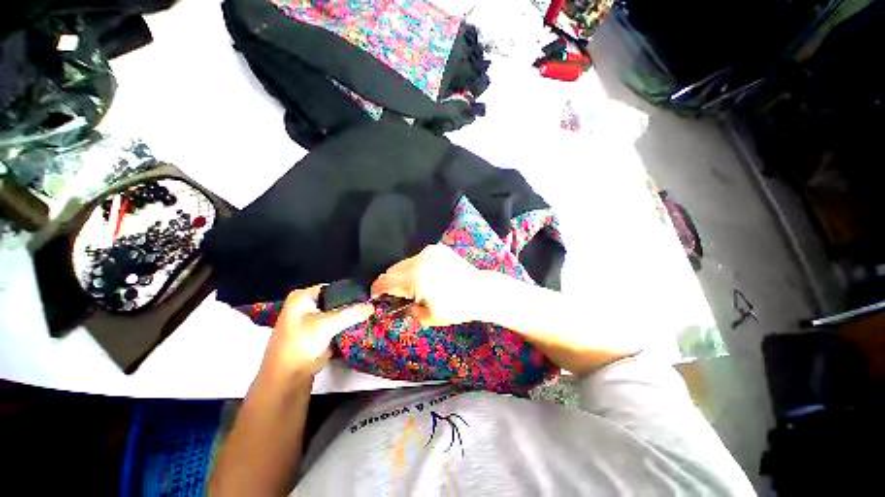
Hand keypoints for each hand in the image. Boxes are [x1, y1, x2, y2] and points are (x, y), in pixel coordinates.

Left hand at [259, 285, 372, 386]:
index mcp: (302, 297)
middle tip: (371, 308)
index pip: (334, 287)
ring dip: (350, 317)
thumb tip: (372, 306)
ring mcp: (311, 320)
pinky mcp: (317, 334)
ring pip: (337, 314)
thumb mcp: (326, 325)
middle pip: (336, 301)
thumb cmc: (300, 346)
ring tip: (369, 317)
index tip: (369, 298)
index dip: (351, 292)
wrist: (286, 380)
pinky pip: (336, 325)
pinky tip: (360, 327)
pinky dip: (346, 327)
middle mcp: (306, 305)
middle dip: (352, 306)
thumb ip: (351, 313)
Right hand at [370, 244, 483, 326]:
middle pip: (392, 270)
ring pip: (405, 263)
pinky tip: (426, 276)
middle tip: (397, 295)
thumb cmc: (456, 308)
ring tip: (414, 286)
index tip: (375, 296)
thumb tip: (398, 306)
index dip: (377, 290)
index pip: (385, 281)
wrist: (480, 291)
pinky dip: (416, 267)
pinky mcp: (437, 249)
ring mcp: (429, 252)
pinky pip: (418, 258)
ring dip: (403, 274)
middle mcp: (419, 261)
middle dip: (390, 282)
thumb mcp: (428, 317)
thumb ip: (407, 311)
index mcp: (415, 279)